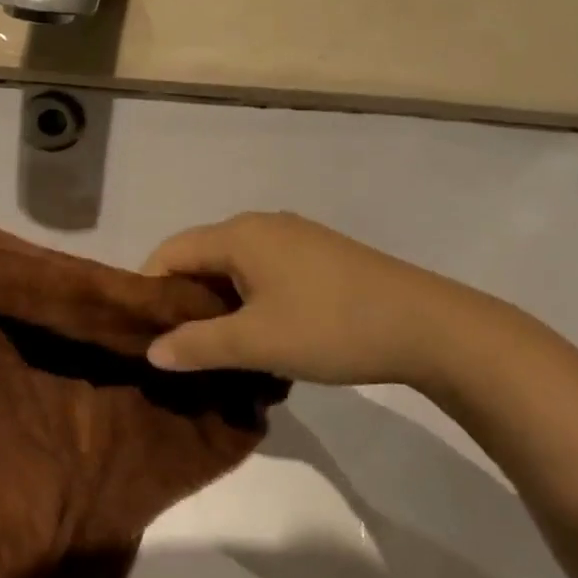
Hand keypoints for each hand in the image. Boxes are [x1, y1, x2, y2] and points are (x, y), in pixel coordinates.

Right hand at [143, 211, 474, 387]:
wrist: (432, 327)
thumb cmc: (331, 327)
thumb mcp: (256, 343)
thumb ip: (197, 345)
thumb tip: (151, 352)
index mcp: (238, 235)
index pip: (170, 252)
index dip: (149, 289)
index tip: (146, 331)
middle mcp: (261, 225)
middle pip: (200, 256)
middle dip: (184, 299)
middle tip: (180, 344)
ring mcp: (295, 237)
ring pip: (234, 265)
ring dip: (218, 302)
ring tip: (220, 344)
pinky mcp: (320, 254)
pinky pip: (264, 270)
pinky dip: (249, 297)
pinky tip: (264, 332)